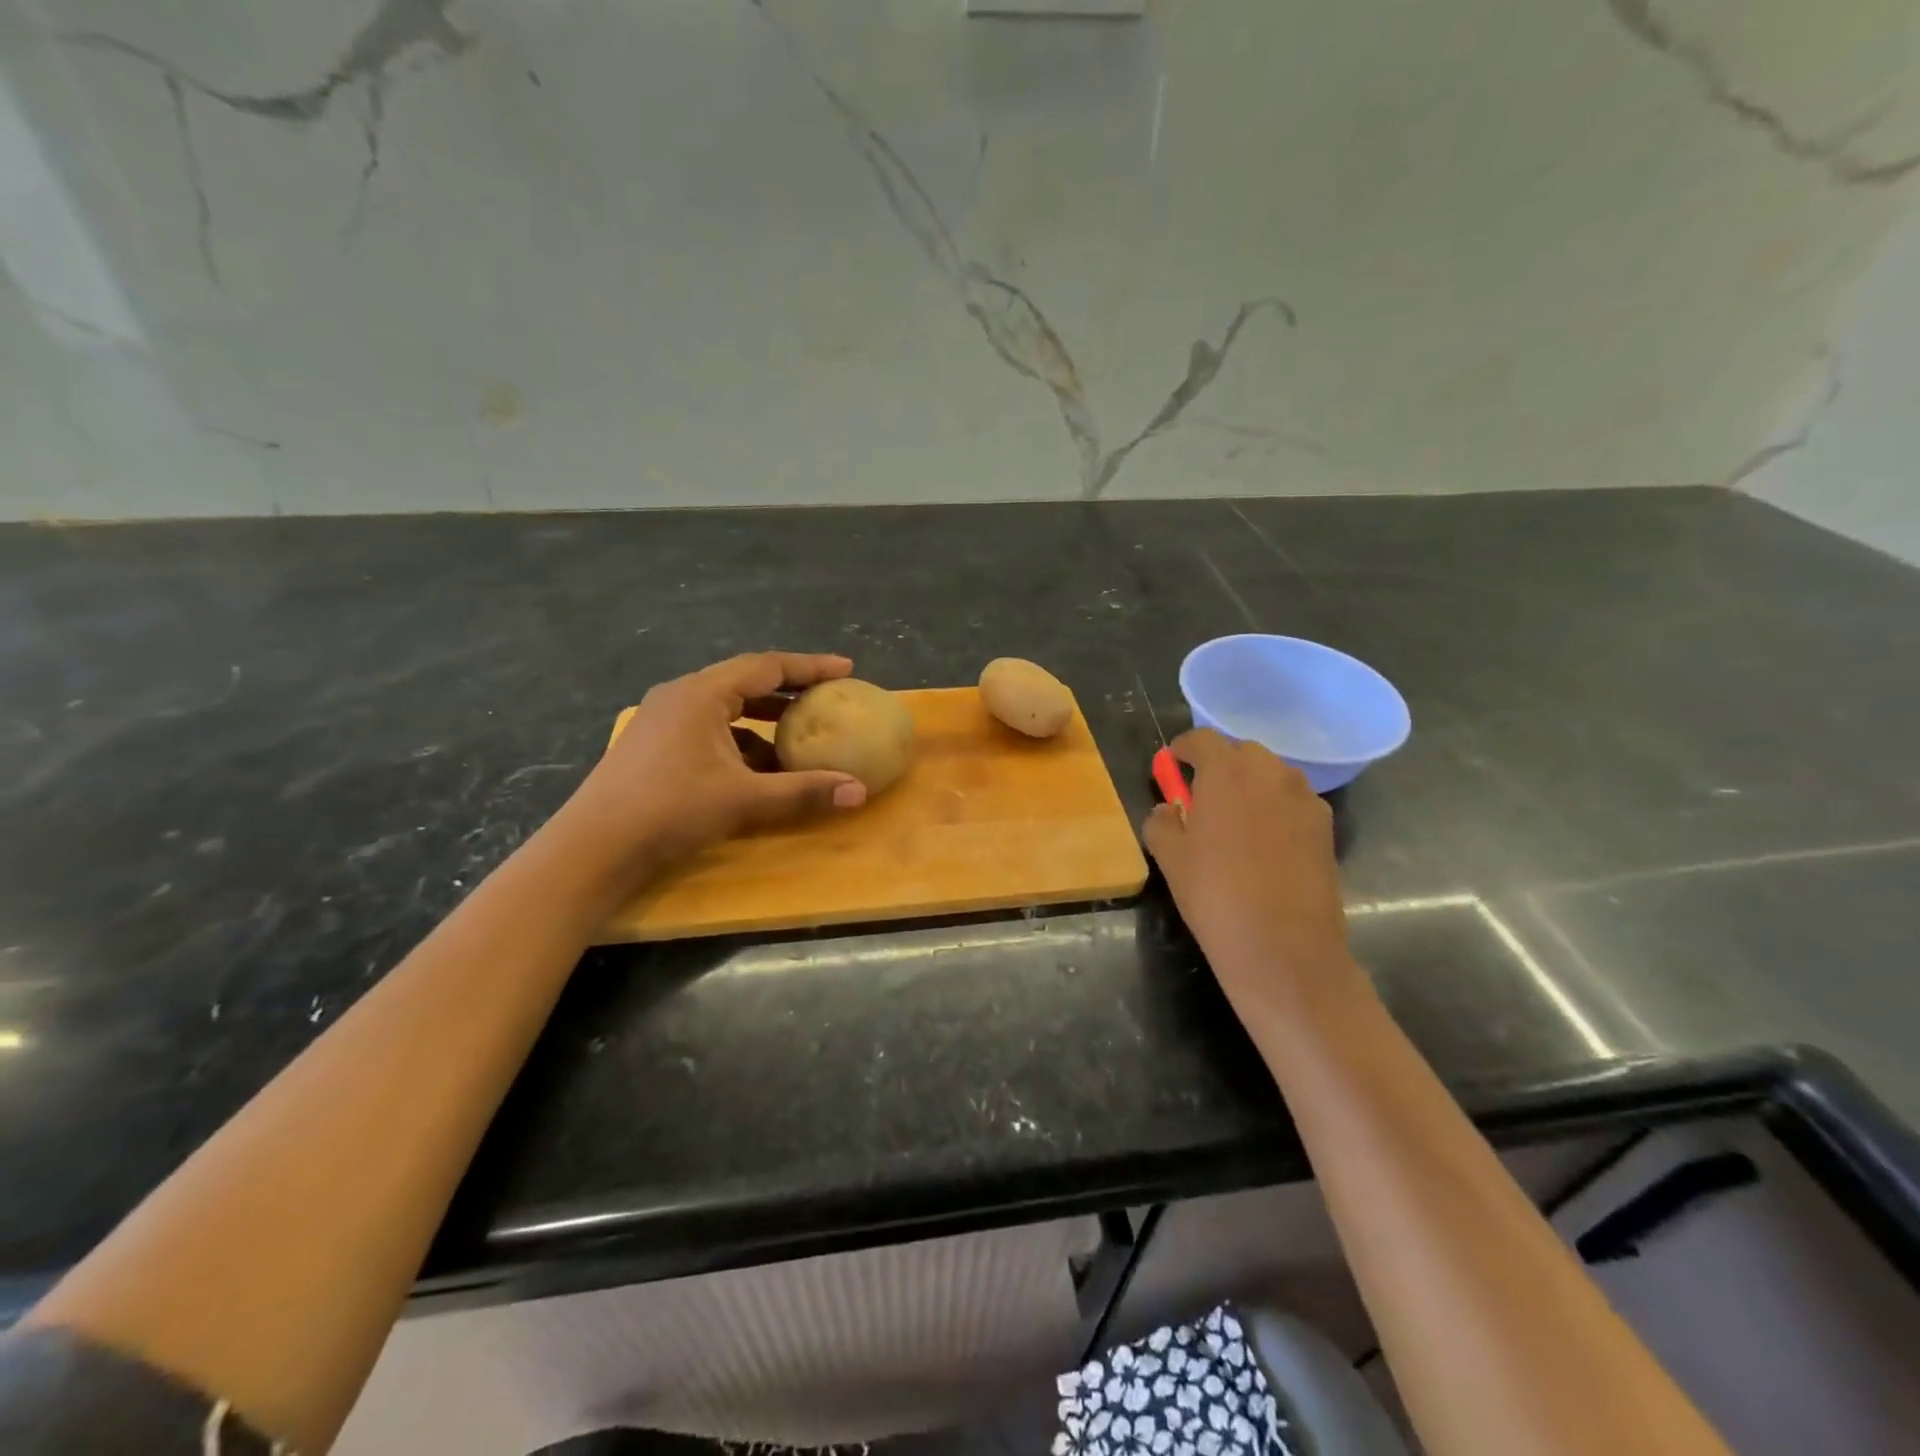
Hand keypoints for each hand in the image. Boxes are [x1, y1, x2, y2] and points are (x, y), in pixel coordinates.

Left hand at [557, 652, 868, 880]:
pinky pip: (709, 728)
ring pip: (726, 706)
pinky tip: (758, 767)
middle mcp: (681, 695)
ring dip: (764, 718)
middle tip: (826, 698)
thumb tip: (859, 792)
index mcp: (702, 694)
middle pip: (746, 680)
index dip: (811, 666)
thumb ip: (803, 792)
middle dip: (789, 689)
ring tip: (799, 734)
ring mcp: (663, 718)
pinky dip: (740, 739)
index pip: (768, 666)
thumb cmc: (670, 810)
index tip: (846, 669)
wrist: (593, 847)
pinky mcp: (654, 743)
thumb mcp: (744, 800)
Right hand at [1142, 729, 1350, 1011]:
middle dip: (1219, 766)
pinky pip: (1293, 801)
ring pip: (1271, 775)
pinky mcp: (1326, 827)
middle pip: (1241, 752)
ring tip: (1234, 821)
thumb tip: (1168, 810)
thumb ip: (1161, 823)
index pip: (1202, 739)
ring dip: (1250, 785)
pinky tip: (1264, 844)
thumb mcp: (1170, 859)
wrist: (1285, 949)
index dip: (1183, 750)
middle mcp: (1270, 774)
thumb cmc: (1216, 897)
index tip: (1172, 767)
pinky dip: (1275, 808)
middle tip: (1201, 797)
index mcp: (1226, 774)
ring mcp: (1304, 799)